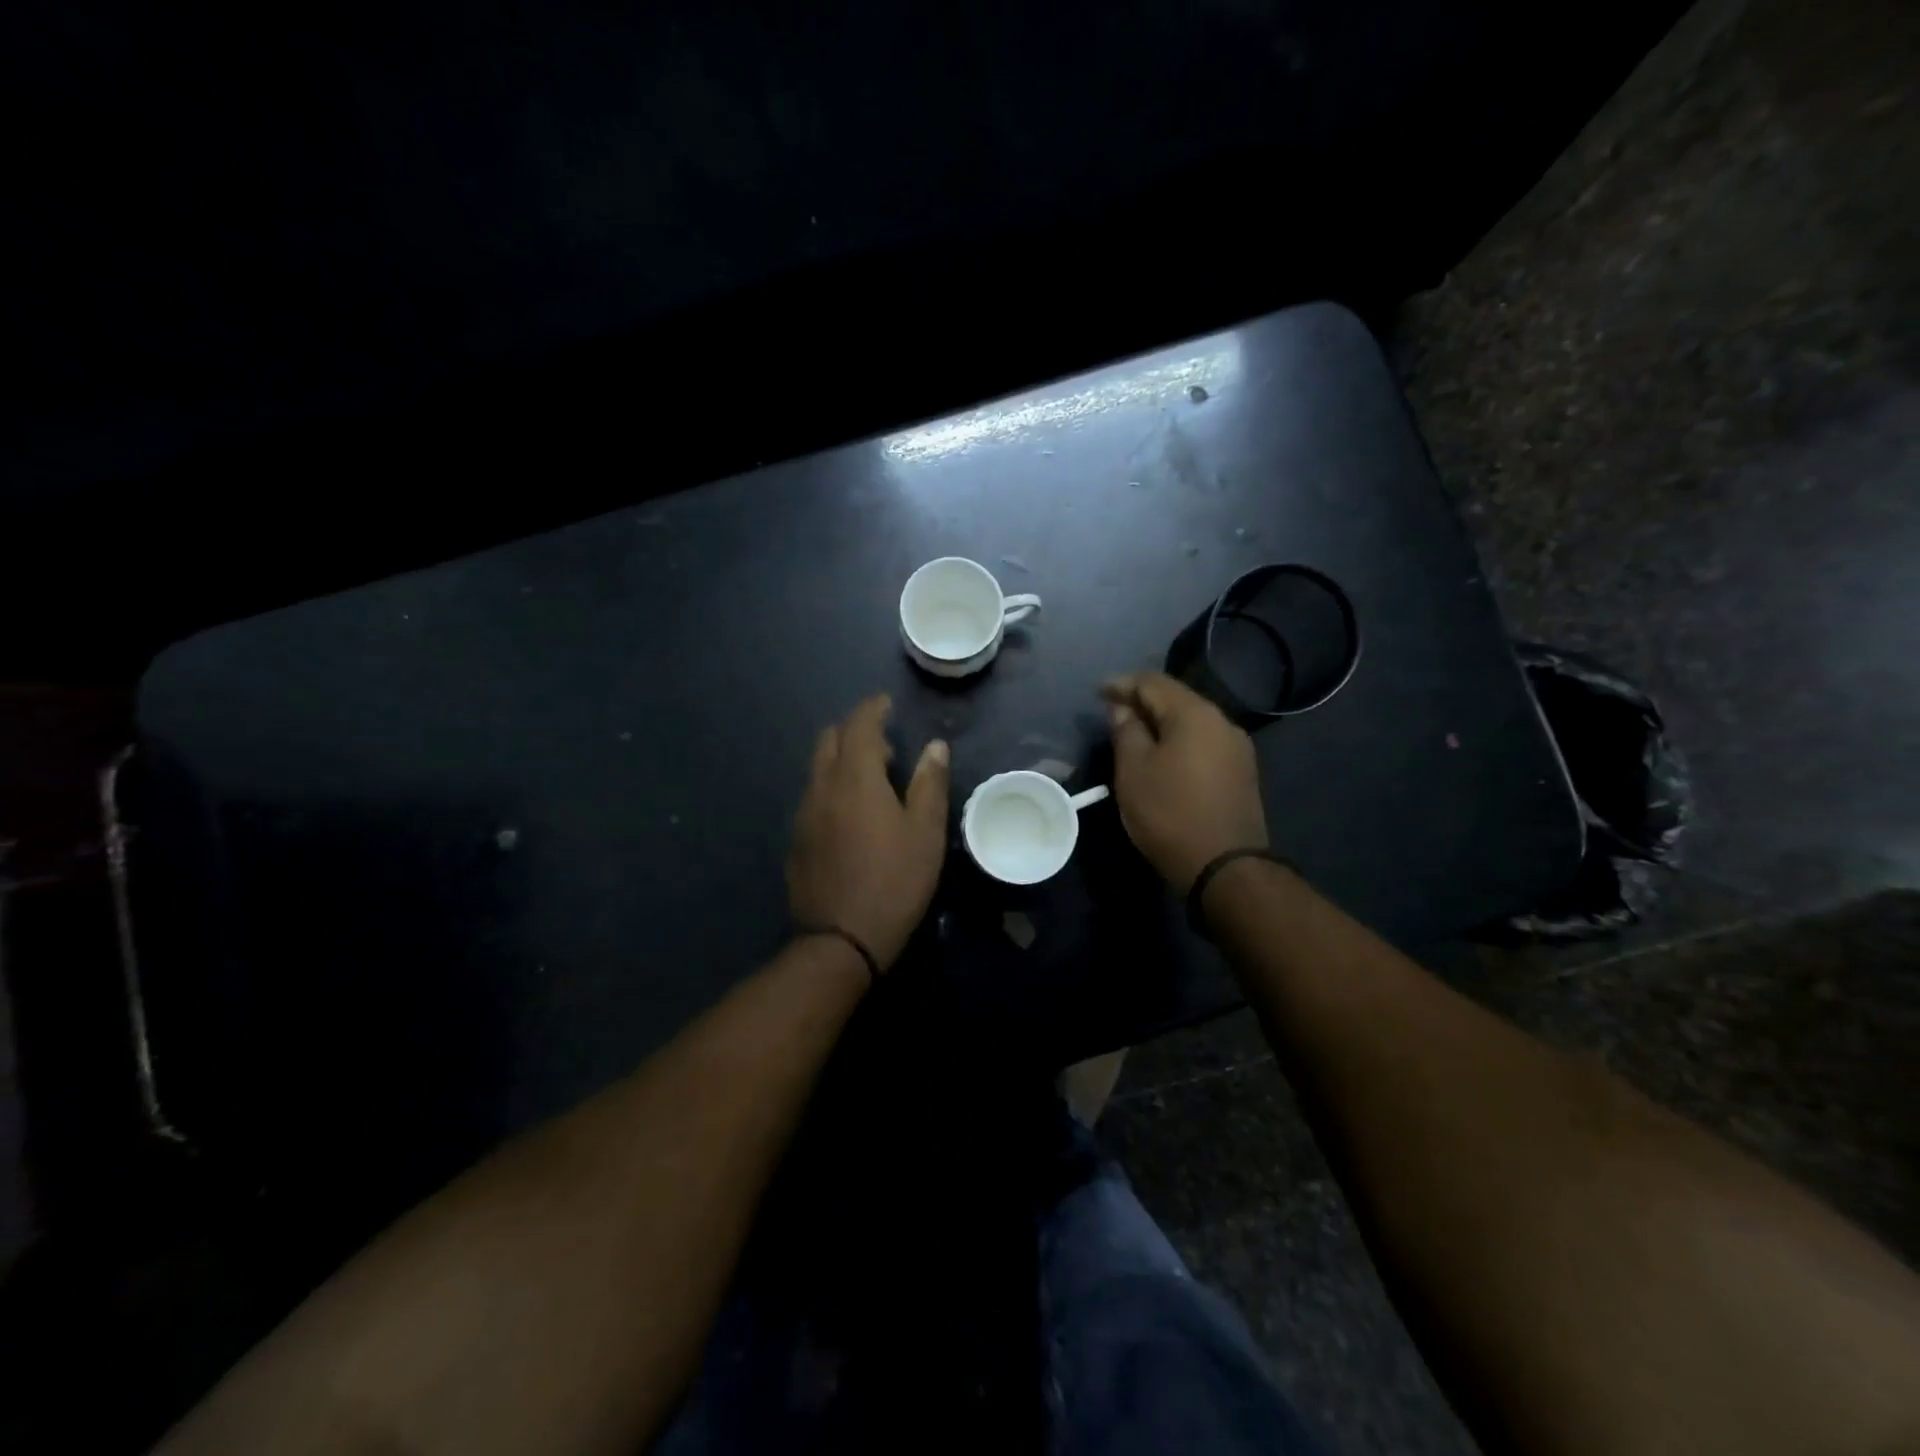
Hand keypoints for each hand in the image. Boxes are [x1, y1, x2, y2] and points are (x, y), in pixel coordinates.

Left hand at [787, 694, 949, 970]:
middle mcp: (821, 787)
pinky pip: (813, 796)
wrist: (839, 939)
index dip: (873, 708)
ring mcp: (803, 814)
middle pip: (829, 740)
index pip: (858, 725)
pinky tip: (851, 816)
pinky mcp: (796, 840)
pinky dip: (832, 788)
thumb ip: (929, 783)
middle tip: (884, 745)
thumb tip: (934, 746)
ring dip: (842, 760)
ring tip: (871, 780)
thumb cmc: (894, 881)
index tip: (887, 704)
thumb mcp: (925, 833)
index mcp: (855, 778)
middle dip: (855, 730)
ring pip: (818, 769)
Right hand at [1101, 672, 1267, 894]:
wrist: (1225, 866)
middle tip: (1113, 710)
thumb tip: (1123, 708)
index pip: (1153, 682)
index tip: (1097, 692)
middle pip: (1177, 699)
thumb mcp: (1134, 771)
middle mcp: (1222, 721)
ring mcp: (1236, 747)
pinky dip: (1179, 740)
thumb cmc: (1169, 813)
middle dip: (1143, 700)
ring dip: (1162, 722)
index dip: (1122, 683)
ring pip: (1192, 721)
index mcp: (1194, 714)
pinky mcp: (1241, 772)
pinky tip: (1163, 753)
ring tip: (1135, 732)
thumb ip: (1126, 731)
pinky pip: (1203, 742)